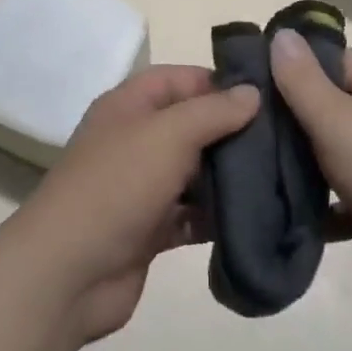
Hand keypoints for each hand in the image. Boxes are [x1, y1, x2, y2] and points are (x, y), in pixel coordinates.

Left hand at [9, 66, 259, 345]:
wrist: (67, 272)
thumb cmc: (117, 185)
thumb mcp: (168, 134)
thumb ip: (213, 111)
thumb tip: (252, 93)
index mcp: (129, 105)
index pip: (180, 78)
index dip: (219, 82)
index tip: (266, 96)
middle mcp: (135, 140)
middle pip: (191, 125)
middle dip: (232, 132)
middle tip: (284, 140)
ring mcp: (141, 186)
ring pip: (194, 172)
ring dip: (228, 176)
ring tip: (280, 178)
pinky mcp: (149, 229)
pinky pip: (191, 214)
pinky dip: (216, 216)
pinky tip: (254, 218)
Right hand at [270, 31, 351, 329]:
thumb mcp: (340, 121)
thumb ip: (305, 81)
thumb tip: (283, 34)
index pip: (328, 59)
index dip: (287, 64)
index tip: (243, 79)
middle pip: (328, 107)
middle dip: (286, 118)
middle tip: (237, 129)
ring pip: (334, 155)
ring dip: (300, 165)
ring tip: (250, 171)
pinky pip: (345, 201)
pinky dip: (321, 208)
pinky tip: (285, 216)